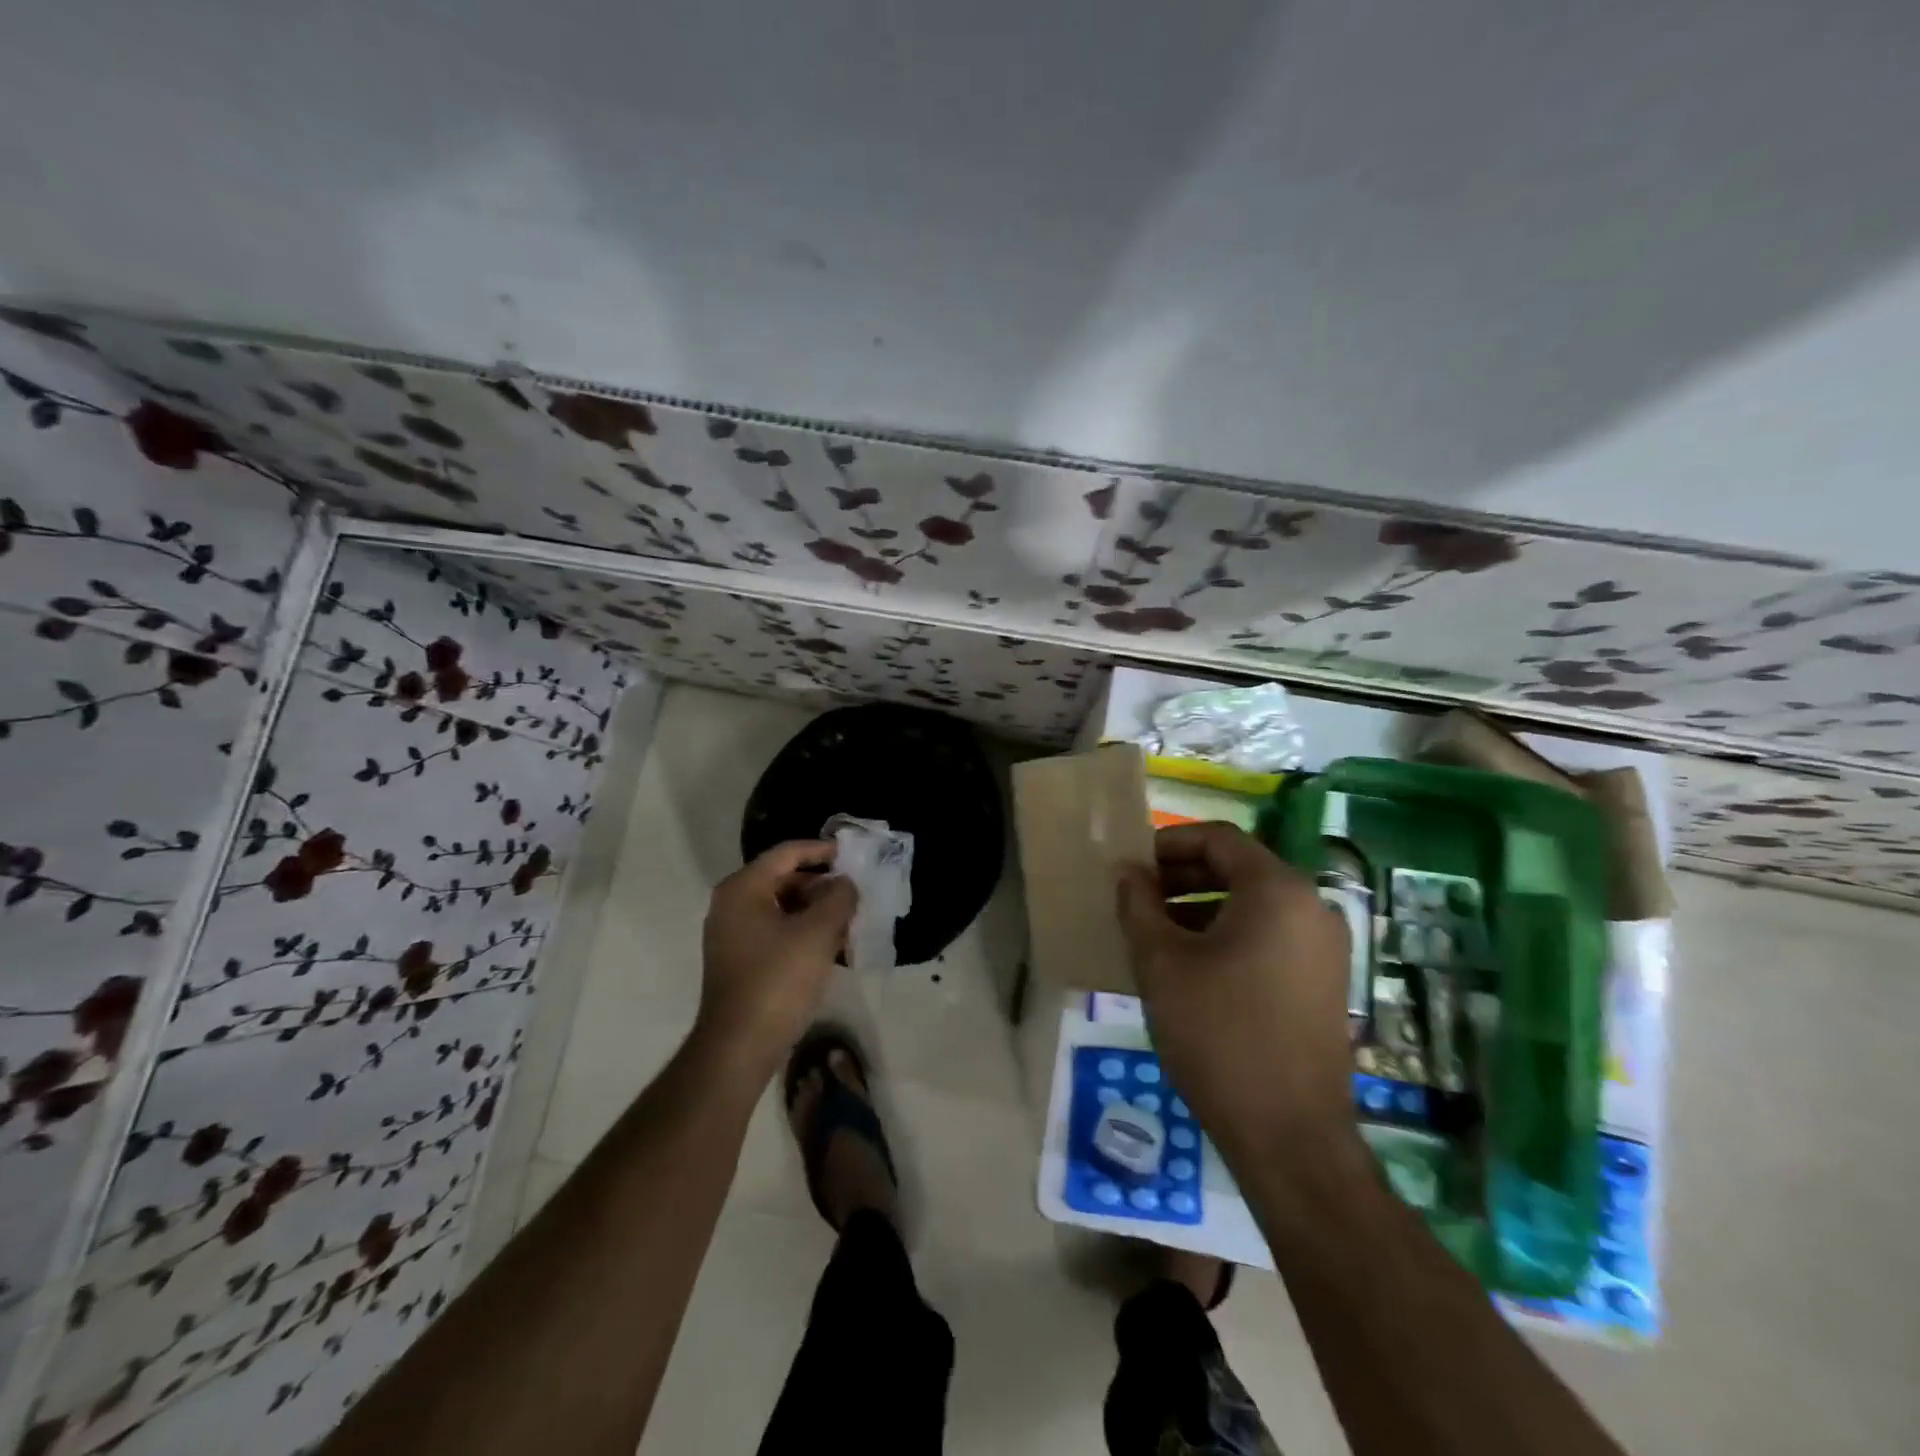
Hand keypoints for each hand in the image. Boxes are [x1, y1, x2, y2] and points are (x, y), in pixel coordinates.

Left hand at [697, 840, 857, 1080]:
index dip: (822, 850)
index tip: (853, 856)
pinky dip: (804, 934)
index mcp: (743, 888)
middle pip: (784, 880)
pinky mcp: (740, 961)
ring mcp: (733, 935)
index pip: (787, 853)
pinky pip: (777, 933)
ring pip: (783, 909)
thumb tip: (844, 883)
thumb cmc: (778, 980)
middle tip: (855, 896)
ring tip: (849, 924)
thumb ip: (838, 897)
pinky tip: (832, 950)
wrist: (739, 1047)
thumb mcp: (818, 932)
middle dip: (823, 886)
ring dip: (817, 912)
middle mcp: (732, 905)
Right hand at [1117, 822, 1355, 1164]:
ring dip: (1202, 907)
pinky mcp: (1324, 982)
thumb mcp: (1162, 963)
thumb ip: (1139, 905)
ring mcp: (1324, 946)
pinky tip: (1192, 967)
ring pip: (1254, 905)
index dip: (1169, 843)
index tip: (1133, 867)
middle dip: (1182, 876)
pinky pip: (1270, 936)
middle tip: (1139, 900)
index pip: (1219, 838)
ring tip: (1157, 934)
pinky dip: (1229, 935)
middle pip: (1239, 868)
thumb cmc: (1218, 1035)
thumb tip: (1127, 872)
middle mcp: (1312, 906)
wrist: (1289, 1136)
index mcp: (1277, 890)